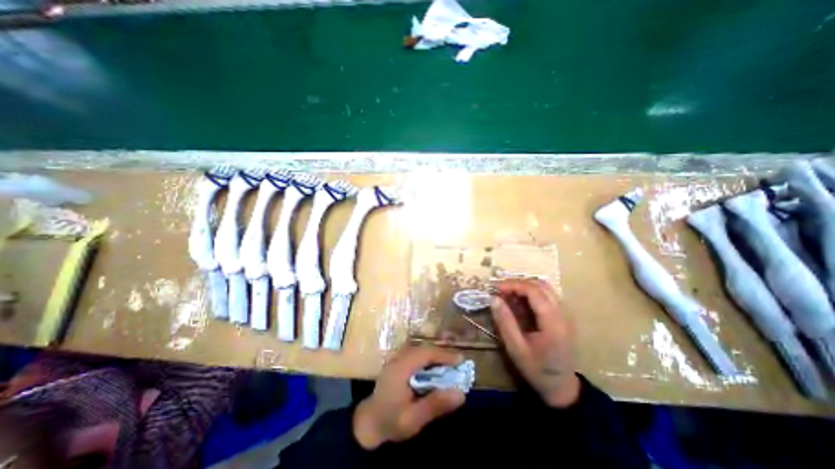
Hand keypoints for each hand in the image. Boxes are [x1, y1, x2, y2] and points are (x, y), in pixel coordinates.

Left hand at [352, 346, 466, 449]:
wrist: (369, 423)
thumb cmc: (391, 422)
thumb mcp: (413, 419)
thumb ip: (435, 405)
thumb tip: (460, 393)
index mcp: (401, 368)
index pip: (426, 354)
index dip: (444, 355)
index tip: (460, 360)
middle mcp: (399, 358)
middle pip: (424, 349)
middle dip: (442, 354)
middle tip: (458, 362)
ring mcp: (397, 359)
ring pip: (420, 349)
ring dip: (435, 355)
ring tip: (450, 364)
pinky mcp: (398, 362)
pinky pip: (416, 354)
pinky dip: (428, 358)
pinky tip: (435, 368)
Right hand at [490, 279, 581, 406]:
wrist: (561, 387)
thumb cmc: (536, 370)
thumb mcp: (515, 349)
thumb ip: (505, 322)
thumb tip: (493, 298)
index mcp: (553, 323)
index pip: (534, 291)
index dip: (514, 284)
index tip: (496, 288)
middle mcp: (563, 314)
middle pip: (541, 285)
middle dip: (518, 282)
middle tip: (500, 289)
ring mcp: (566, 314)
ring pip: (546, 287)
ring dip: (525, 285)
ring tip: (508, 292)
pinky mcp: (564, 316)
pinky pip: (548, 295)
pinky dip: (532, 292)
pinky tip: (520, 300)